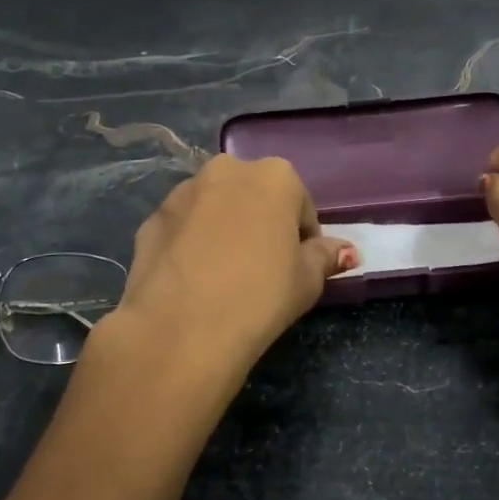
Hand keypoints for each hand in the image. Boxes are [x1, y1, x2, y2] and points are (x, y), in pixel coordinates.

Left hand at [110, 155, 356, 384]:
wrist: (180, 328)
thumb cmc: (260, 296)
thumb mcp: (307, 280)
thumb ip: (326, 256)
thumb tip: (347, 251)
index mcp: (275, 176)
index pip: (300, 206)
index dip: (303, 239)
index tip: (297, 269)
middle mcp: (227, 170)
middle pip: (255, 197)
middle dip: (261, 224)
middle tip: (262, 270)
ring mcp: (183, 192)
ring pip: (215, 207)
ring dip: (224, 229)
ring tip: (224, 277)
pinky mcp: (151, 219)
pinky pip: (183, 227)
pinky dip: (191, 244)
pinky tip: (193, 281)